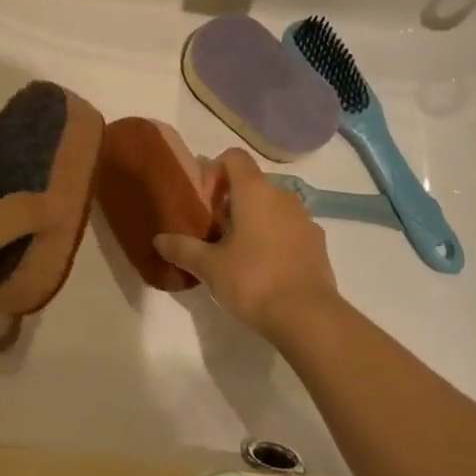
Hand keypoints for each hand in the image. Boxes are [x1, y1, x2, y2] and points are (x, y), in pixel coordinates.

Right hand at [154, 148, 339, 337]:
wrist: (308, 318)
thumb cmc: (253, 280)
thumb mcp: (209, 267)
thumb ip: (182, 248)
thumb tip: (158, 239)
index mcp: (255, 191)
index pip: (234, 157)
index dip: (214, 171)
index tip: (204, 202)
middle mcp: (282, 196)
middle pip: (251, 183)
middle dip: (229, 201)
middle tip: (212, 232)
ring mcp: (304, 219)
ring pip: (271, 206)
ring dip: (253, 220)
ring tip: (236, 253)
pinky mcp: (317, 244)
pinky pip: (288, 228)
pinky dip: (273, 238)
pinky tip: (262, 268)